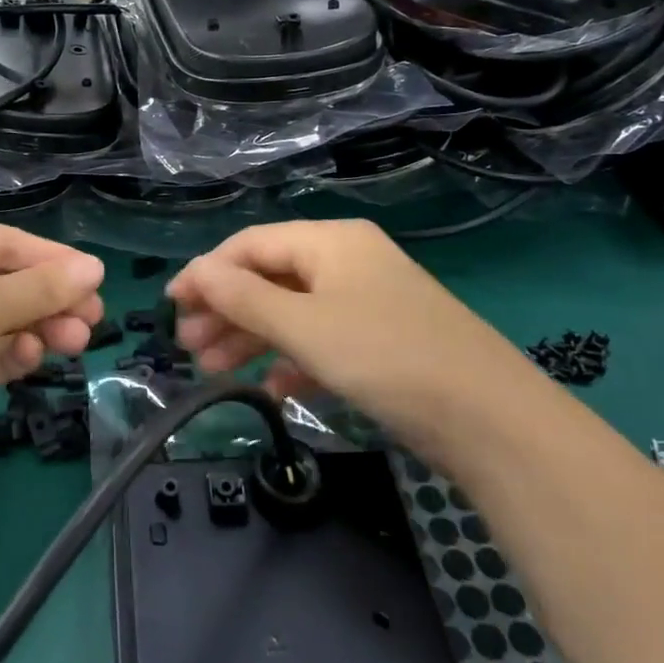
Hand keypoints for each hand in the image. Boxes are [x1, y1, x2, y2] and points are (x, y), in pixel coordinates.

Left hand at [0, 220, 104, 479]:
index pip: (3, 243)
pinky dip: (10, 353)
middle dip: (49, 299)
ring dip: (37, 327)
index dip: (51, 258)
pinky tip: (33, 357)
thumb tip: (96, 267)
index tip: (94, 276)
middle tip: (94, 316)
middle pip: (4, 282)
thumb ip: (42, 287)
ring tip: (77, 340)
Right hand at [167, 220, 517, 435]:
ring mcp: (368, 301)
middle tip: (189, 347)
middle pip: (270, 277)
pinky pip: (323, 341)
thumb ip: (243, 298)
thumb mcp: (305, 326)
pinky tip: (274, 391)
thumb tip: (195, 273)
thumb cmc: (385, 356)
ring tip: (214, 372)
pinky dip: (294, 362)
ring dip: (252, 339)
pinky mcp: (383, 341)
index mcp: (330, 241)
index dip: (207, 272)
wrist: (492, 421)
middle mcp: (348, 261)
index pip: (251, 244)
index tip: (171, 306)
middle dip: (226, 311)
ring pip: (293, 312)